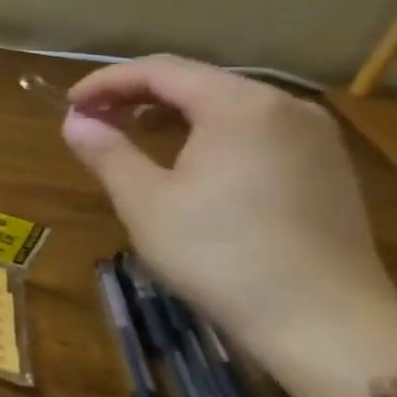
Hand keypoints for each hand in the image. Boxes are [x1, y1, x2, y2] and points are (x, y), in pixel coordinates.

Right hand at [61, 56, 396, 354]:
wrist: (326, 325)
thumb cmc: (221, 255)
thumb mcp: (145, 202)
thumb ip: (106, 151)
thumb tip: (75, 121)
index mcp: (240, 105)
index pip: (160, 71)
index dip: (107, 81)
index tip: (70, 105)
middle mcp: (284, 106)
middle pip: (197, 81)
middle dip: (138, 95)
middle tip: (94, 119)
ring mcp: (314, 138)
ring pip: (227, 105)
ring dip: (172, 113)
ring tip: (132, 137)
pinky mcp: (326, 168)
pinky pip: (254, 129)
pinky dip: (209, 132)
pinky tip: (187, 162)